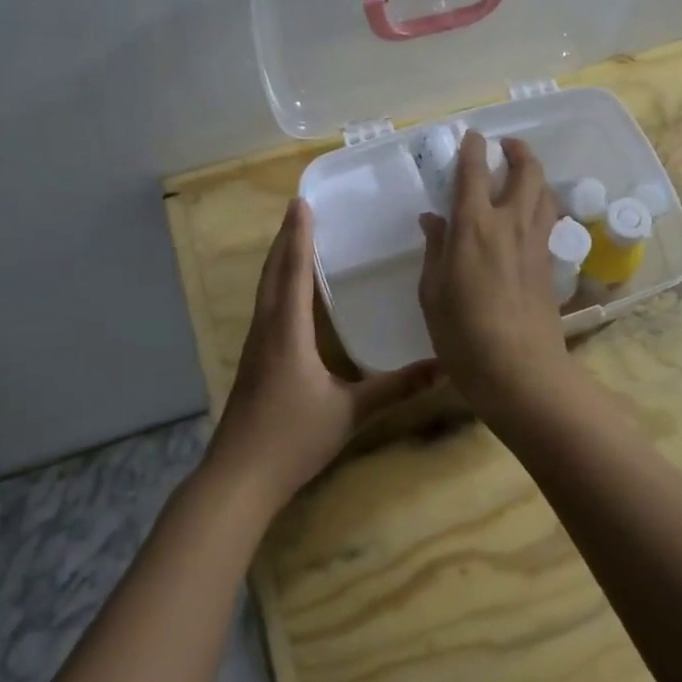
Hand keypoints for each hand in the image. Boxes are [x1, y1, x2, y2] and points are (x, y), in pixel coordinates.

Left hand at [206, 198, 435, 513]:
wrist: (239, 477)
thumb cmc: (293, 439)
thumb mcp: (350, 412)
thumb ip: (395, 388)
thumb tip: (442, 367)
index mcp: (287, 332)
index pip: (294, 273)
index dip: (299, 237)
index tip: (301, 203)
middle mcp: (266, 330)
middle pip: (272, 274)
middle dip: (285, 240)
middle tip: (298, 211)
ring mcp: (255, 347)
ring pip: (265, 291)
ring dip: (278, 262)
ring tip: (294, 241)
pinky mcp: (253, 363)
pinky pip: (265, 309)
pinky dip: (276, 287)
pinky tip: (289, 296)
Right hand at [417, 132, 575, 419]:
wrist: (519, 370)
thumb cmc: (463, 335)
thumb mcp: (432, 293)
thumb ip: (434, 249)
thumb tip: (433, 218)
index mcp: (474, 226)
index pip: (475, 172)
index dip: (473, 149)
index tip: (472, 136)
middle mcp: (510, 224)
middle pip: (526, 171)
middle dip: (518, 151)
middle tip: (506, 146)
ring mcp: (536, 242)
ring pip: (545, 192)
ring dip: (535, 174)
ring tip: (521, 174)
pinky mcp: (550, 263)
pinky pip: (549, 219)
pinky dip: (542, 204)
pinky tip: (530, 214)